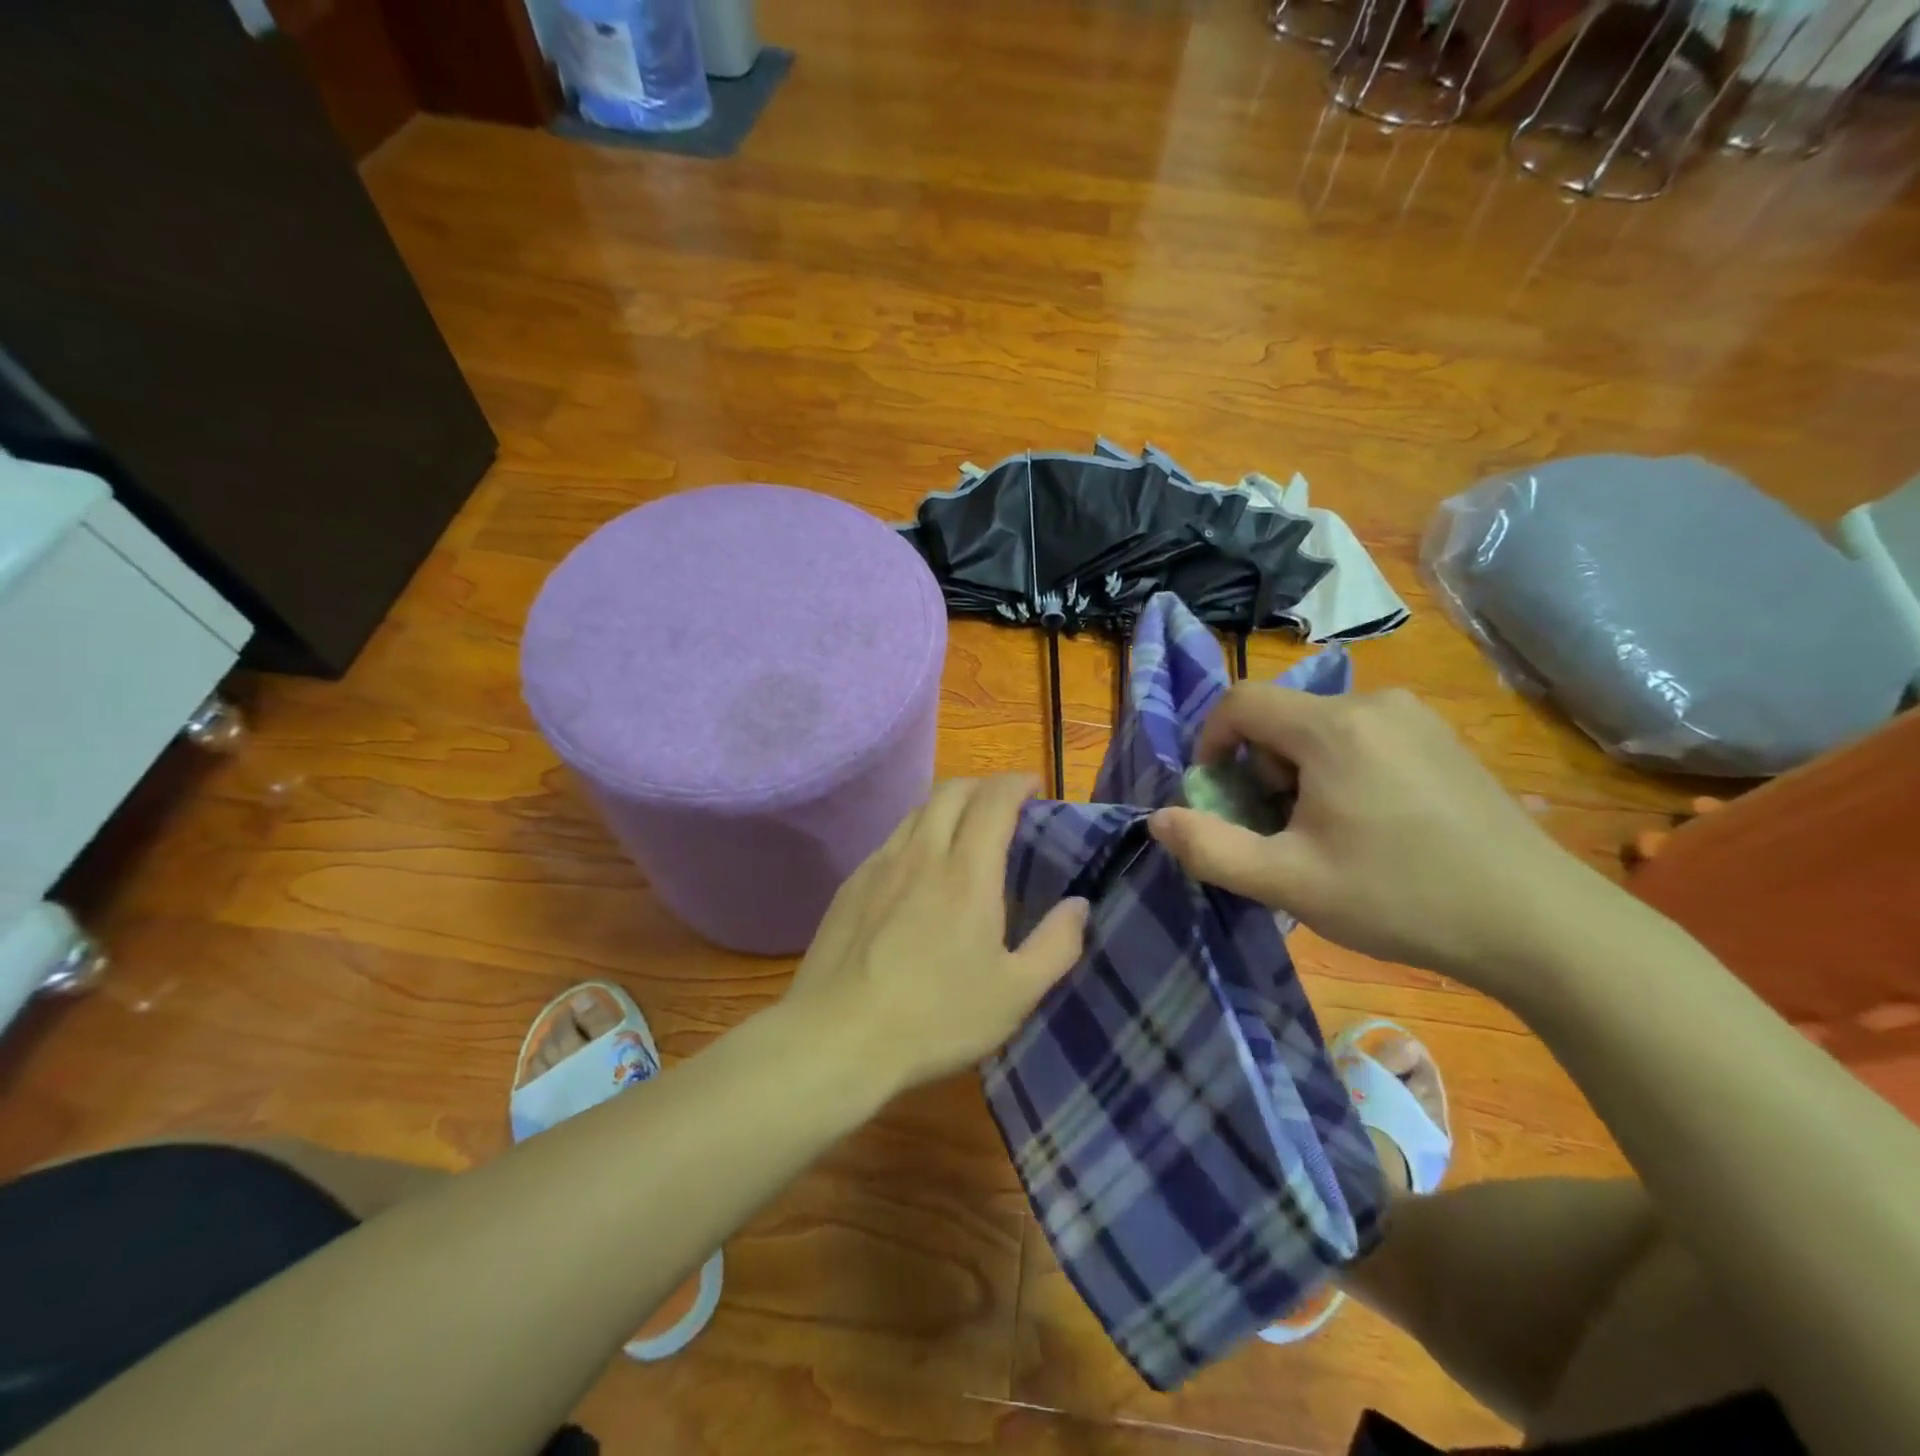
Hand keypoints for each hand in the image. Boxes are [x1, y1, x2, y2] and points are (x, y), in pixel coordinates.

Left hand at [783, 774, 1089, 1094]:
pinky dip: (916, 833)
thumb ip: (1056, 945)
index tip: (1034, 785)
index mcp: (967, 873)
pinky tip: (918, 868)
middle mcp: (922, 854)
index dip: (1017, 783)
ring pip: (917, 811)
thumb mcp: (1015, 994)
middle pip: (951, 791)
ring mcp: (879, 866)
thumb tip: (1079, 904)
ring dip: (947, 805)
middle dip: (983, 785)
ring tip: (963, 829)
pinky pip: (890, 840)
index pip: (994, 800)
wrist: (838, 1037)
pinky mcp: (850, 885)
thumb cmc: (936, 1018)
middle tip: (1003, 804)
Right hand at [1149, 685, 1629, 1001]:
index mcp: (1333, 727)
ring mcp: (1417, 719)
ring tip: (1323, 835)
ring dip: (1298, 773)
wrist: (1540, 924)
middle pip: (1281, 718)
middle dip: (1258, 769)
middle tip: (1276, 830)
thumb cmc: (1401, 897)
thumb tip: (1158, 819)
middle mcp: (1374, 703)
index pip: (1240, 702)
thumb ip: (1210, 849)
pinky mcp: (1444, 740)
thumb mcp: (1288, 882)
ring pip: (1321, 729)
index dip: (1210, 742)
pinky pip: (1363, 737)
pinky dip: (1340, 770)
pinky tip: (1370, 827)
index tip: (1215, 794)